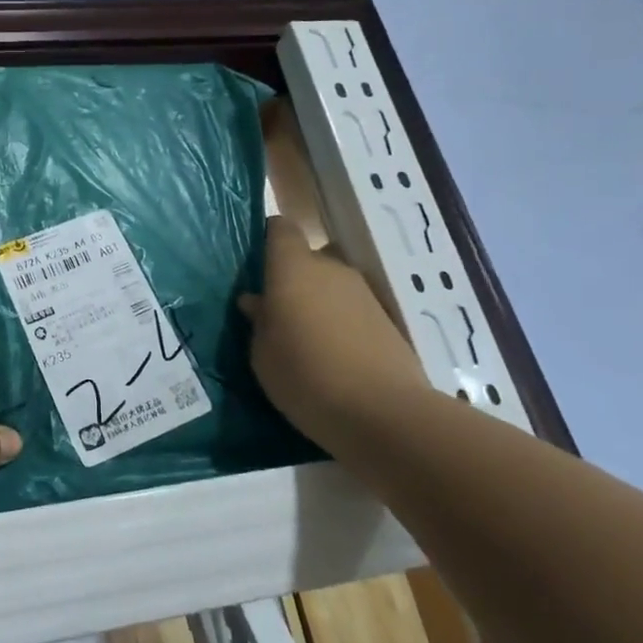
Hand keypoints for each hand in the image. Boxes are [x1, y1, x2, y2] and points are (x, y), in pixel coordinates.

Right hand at [240, 217, 430, 445]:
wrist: (383, 413)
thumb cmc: (304, 376)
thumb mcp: (262, 354)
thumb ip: (259, 321)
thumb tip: (256, 301)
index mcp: (293, 268)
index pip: (280, 229)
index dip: (268, 240)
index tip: (256, 267)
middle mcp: (330, 268)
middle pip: (308, 259)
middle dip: (292, 280)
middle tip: (276, 314)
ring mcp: (364, 293)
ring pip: (331, 285)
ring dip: (317, 303)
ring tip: (305, 341)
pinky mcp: (387, 319)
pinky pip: (351, 310)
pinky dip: (340, 324)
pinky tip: (332, 357)